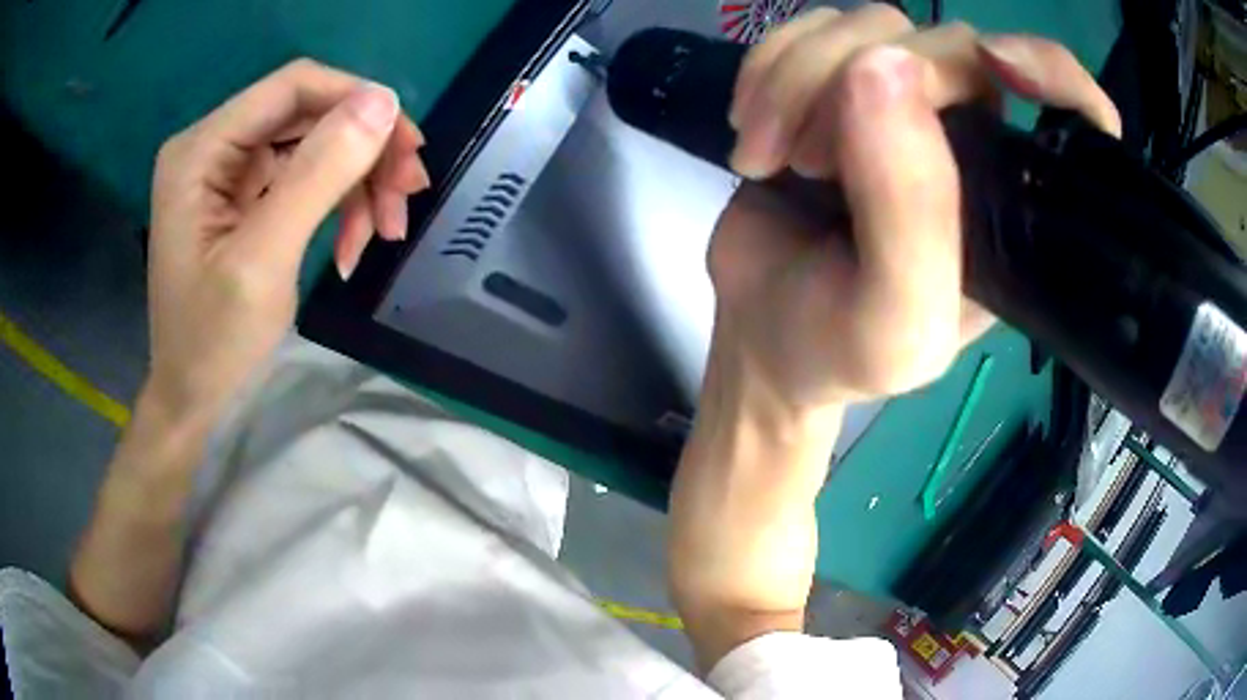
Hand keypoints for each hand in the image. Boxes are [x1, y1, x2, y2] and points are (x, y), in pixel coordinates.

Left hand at [145, 59, 428, 430]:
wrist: (195, 403)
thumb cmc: (214, 344)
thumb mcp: (264, 261)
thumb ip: (317, 175)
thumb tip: (384, 102)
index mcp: (202, 150)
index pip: (292, 87)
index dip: (356, 100)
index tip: (407, 146)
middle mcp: (215, 147)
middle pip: (309, 114)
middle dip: (363, 151)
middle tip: (409, 196)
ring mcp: (230, 173)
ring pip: (317, 146)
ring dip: (359, 183)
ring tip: (386, 232)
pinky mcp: (247, 198)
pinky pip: (308, 180)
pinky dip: (340, 206)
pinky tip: (355, 246)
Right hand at [715, 7, 1121, 407]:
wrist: (762, 337)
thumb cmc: (840, 350)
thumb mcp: (894, 321)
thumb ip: (911, 212)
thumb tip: (883, 67)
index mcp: (1008, 201)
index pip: (1066, 110)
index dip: (1048, 68)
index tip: (999, 64)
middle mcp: (969, 139)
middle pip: (942, 46)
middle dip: (849, 84)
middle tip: (799, 160)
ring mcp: (901, 102)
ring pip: (869, 26)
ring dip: (796, 79)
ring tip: (765, 156)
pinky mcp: (836, 84)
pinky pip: (812, 29)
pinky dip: (769, 63)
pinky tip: (750, 124)